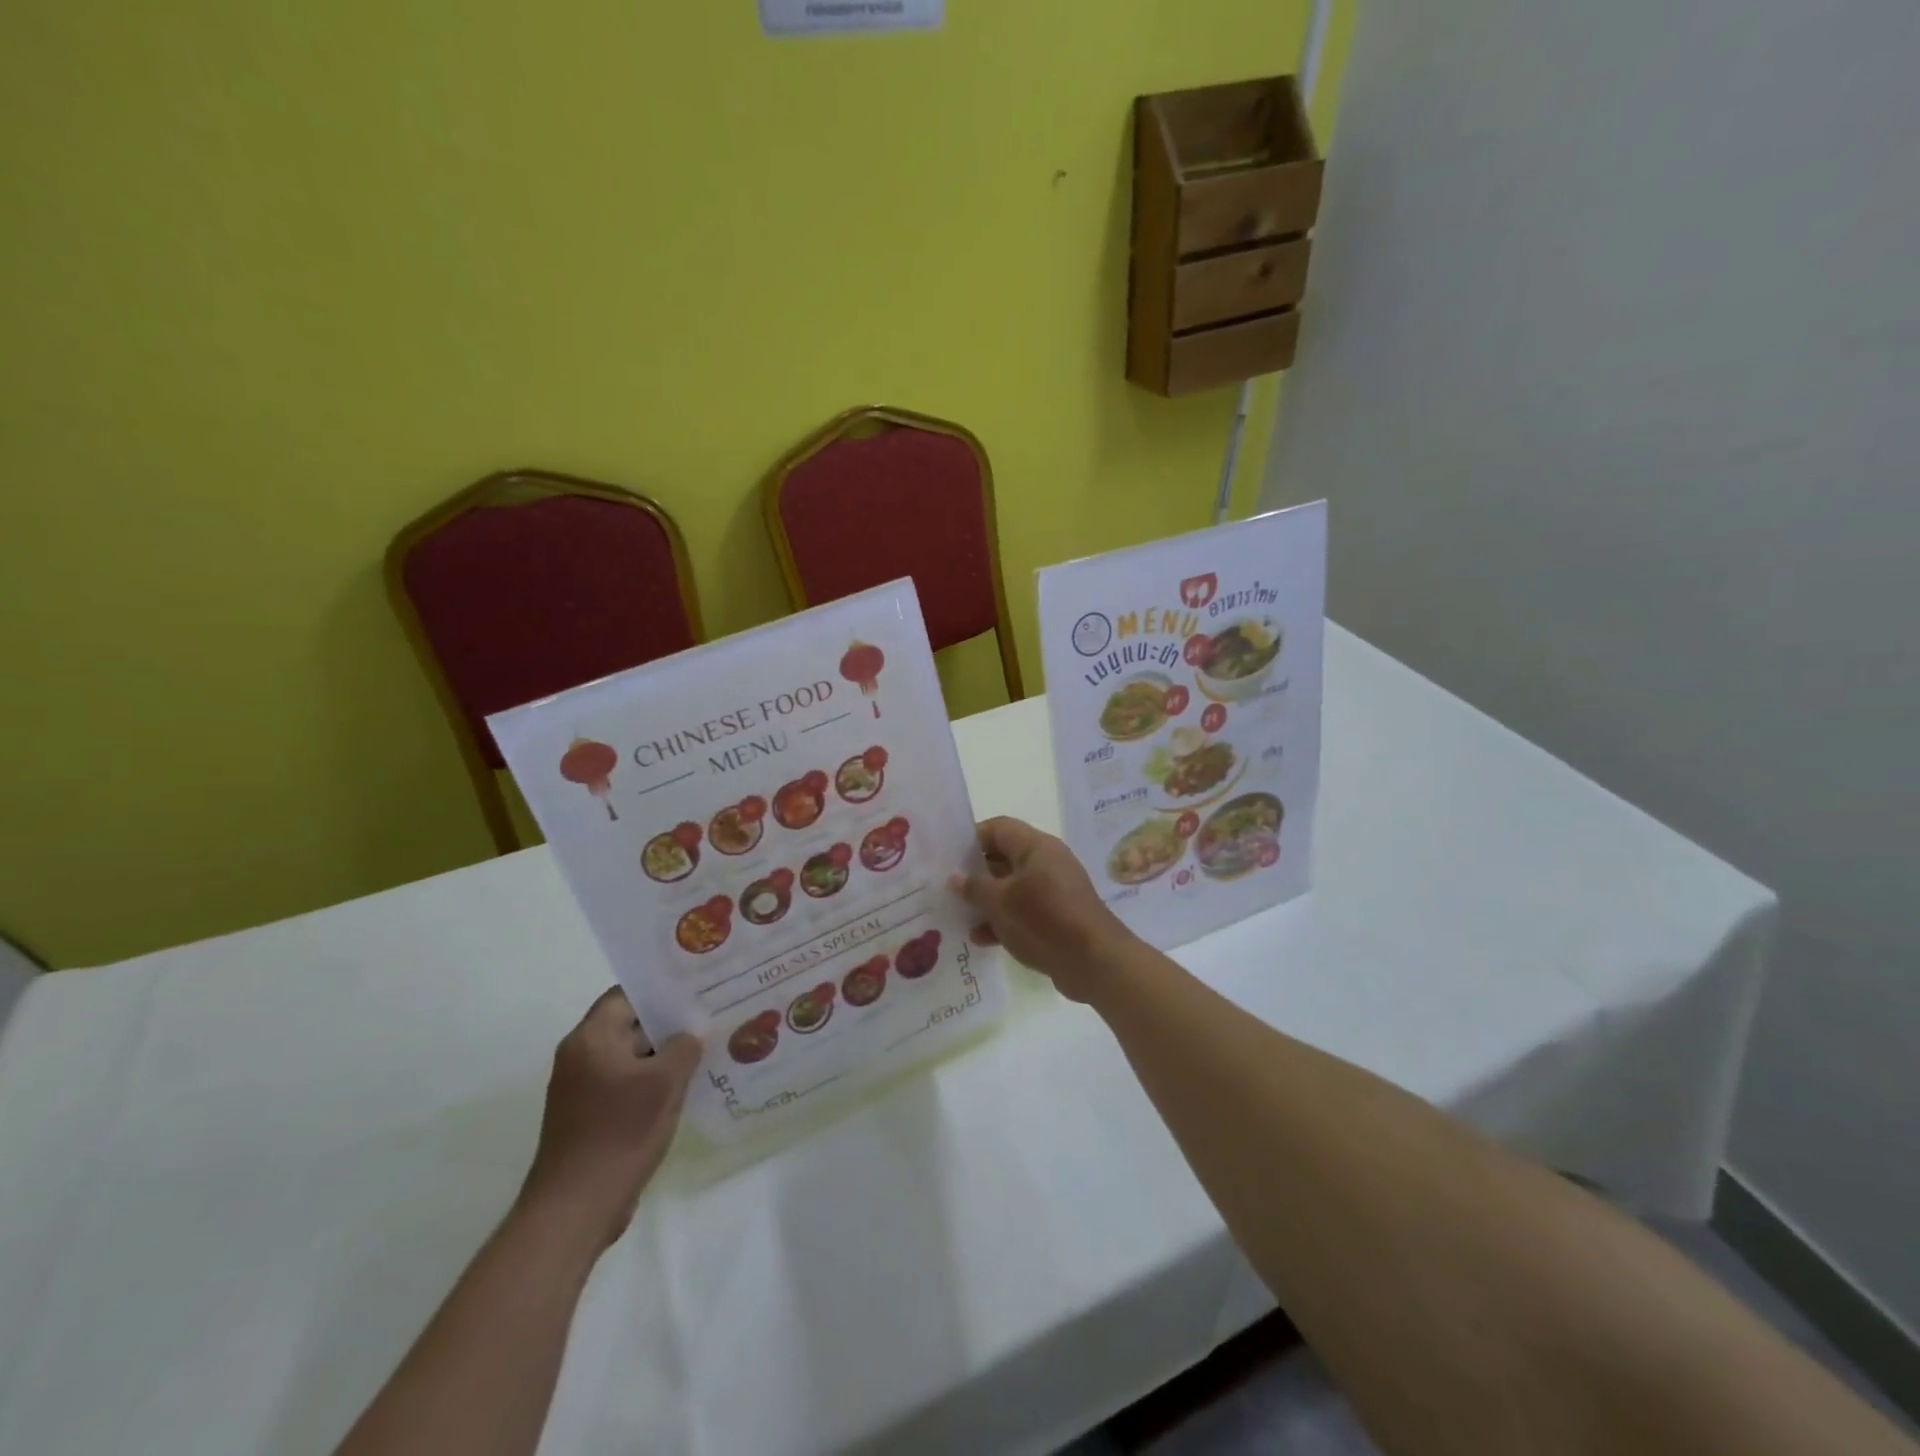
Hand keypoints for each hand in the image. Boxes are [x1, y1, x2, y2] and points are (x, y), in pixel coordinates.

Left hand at [517, 988, 700, 1250]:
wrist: (575, 1209)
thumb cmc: (619, 1133)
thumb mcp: (665, 1082)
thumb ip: (684, 1047)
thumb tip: (689, 1037)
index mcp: (591, 1038)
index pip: (627, 994)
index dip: (662, 989)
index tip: (697, 989)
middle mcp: (580, 1056)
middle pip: (629, 1024)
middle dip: (668, 1022)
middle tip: (709, 1017)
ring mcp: (581, 1088)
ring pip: (630, 1056)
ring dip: (662, 1055)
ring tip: (705, 1050)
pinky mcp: (587, 1116)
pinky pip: (624, 1084)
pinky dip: (650, 1082)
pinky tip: (683, 1089)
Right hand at [951, 817, 1132, 1001]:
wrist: (1094, 962)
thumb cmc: (1043, 920)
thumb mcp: (1000, 902)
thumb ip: (974, 887)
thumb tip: (955, 877)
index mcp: (1035, 846)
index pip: (998, 828)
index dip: (971, 839)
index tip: (947, 858)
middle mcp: (1047, 861)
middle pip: (1004, 857)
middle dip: (976, 874)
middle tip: (947, 889)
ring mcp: (1055, 889)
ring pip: (1012, 887)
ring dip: (988, 901)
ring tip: (960, 916)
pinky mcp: (1059, 915)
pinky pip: (1025, 910)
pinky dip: (1005, 919)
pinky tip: (982, 939)